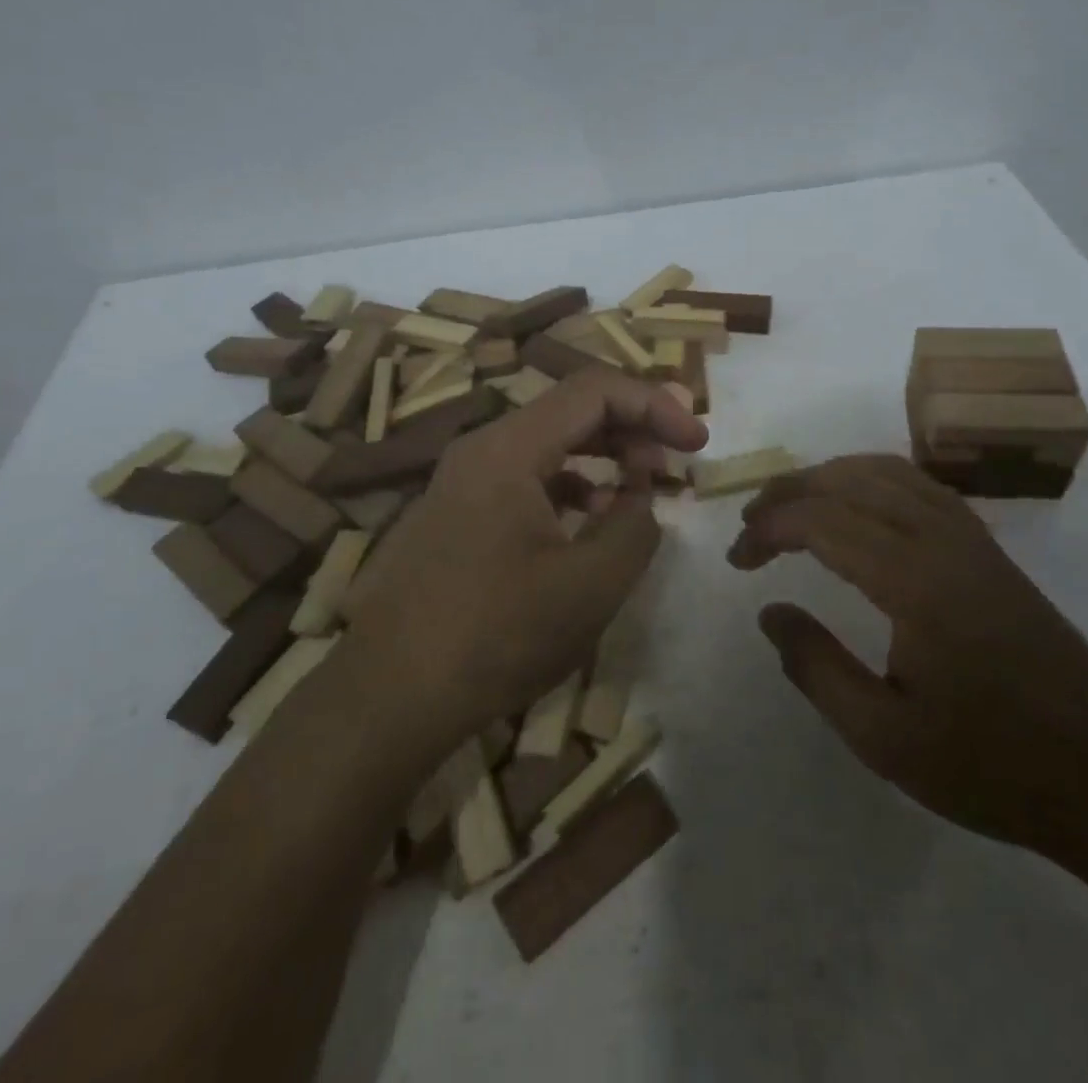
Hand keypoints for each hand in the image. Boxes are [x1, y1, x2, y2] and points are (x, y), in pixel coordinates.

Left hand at [339, 367, 708, 755]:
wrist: (389, 697)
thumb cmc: (496, 636)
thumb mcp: (590, 585)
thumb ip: (635, 527)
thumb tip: (642, 499)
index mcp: (509, 448)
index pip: (595, 390)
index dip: (655, 406)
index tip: (698, 443)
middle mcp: (482, 448)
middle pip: (571, 408)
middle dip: (632, 427)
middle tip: (674, 464)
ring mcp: (464, 480)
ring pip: (549, 442)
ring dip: (602, 454)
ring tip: (641, 490)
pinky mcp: (459, 512)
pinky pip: (526, 475)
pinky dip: (570, 484)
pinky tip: (591, 519)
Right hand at [729, 455, 1087, 851]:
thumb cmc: (993, 765)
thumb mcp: (884, 737)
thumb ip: (816, 667)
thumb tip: (770, 611)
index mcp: (914, 579)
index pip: (822, 520)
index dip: (768, 529)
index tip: (738, 561)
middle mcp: (942, 538)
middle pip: (849, 479)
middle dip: (789, 492)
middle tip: (751, 526)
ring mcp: (971, 537)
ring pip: (886, 471)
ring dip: (829, 477)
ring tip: (791, 507)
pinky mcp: (987, 548)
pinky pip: (917, 485)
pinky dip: (870, 481)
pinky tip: (856, 511)